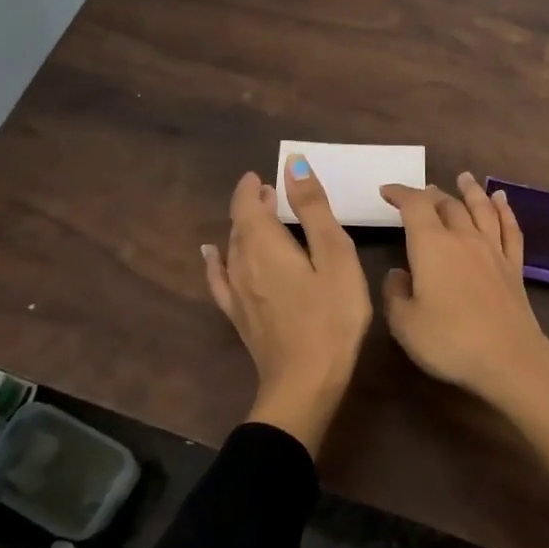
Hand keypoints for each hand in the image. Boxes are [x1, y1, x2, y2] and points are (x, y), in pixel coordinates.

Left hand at [203, 158, 371, 452]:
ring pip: (232, 248)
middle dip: (253, 205)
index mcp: (264, 244)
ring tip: (260, 219)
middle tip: (273, 194)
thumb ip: (314, 209)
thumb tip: (292, 165)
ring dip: (244, 228)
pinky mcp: (238, 315)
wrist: (305, 382)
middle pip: (239, 224)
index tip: (264, 176)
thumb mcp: (335, 256)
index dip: (253, 187)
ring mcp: (235, 292)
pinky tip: (212, 255)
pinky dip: (216, 260)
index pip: (247, 204)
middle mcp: (241, 263)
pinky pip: (219, 278)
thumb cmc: (331, 316)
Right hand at [380, 174, 548, 485]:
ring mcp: (492, 250)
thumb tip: (399, 273)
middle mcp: (463, 238)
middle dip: (430, 194)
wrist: (508, 358)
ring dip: (470, 191)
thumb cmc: (449, 341)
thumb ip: (395, 293)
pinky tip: (502, 201)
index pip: (414, 206)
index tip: (386, 191)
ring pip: (481, 209)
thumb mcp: (404, 323)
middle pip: (447, 204)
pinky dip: (504, 211)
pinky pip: (509, 229)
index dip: (399, 193)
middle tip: (420, 193)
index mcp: (431, 245)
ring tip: (464, 177)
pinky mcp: (513, 267)